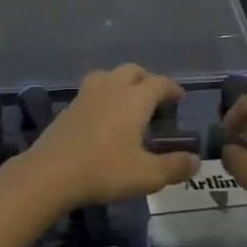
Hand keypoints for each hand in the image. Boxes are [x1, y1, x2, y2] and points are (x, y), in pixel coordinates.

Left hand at [25, 64, 196, 208]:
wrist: (51, 172)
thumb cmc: (104, 169)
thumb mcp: (147, 175)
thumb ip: (174, 166)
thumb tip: (196, 161)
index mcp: (133, 98)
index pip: (159, 83)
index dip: (172, 88)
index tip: (180, 97)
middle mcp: (110, 88)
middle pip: (132, 71)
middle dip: (147, 80)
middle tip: (155, 98)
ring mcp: (86, 95)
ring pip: (108, 75)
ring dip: (121, 82)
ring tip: (128, 102)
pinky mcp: (68, 107)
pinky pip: (92, 91)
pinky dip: (103, 95)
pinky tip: (103, 116)